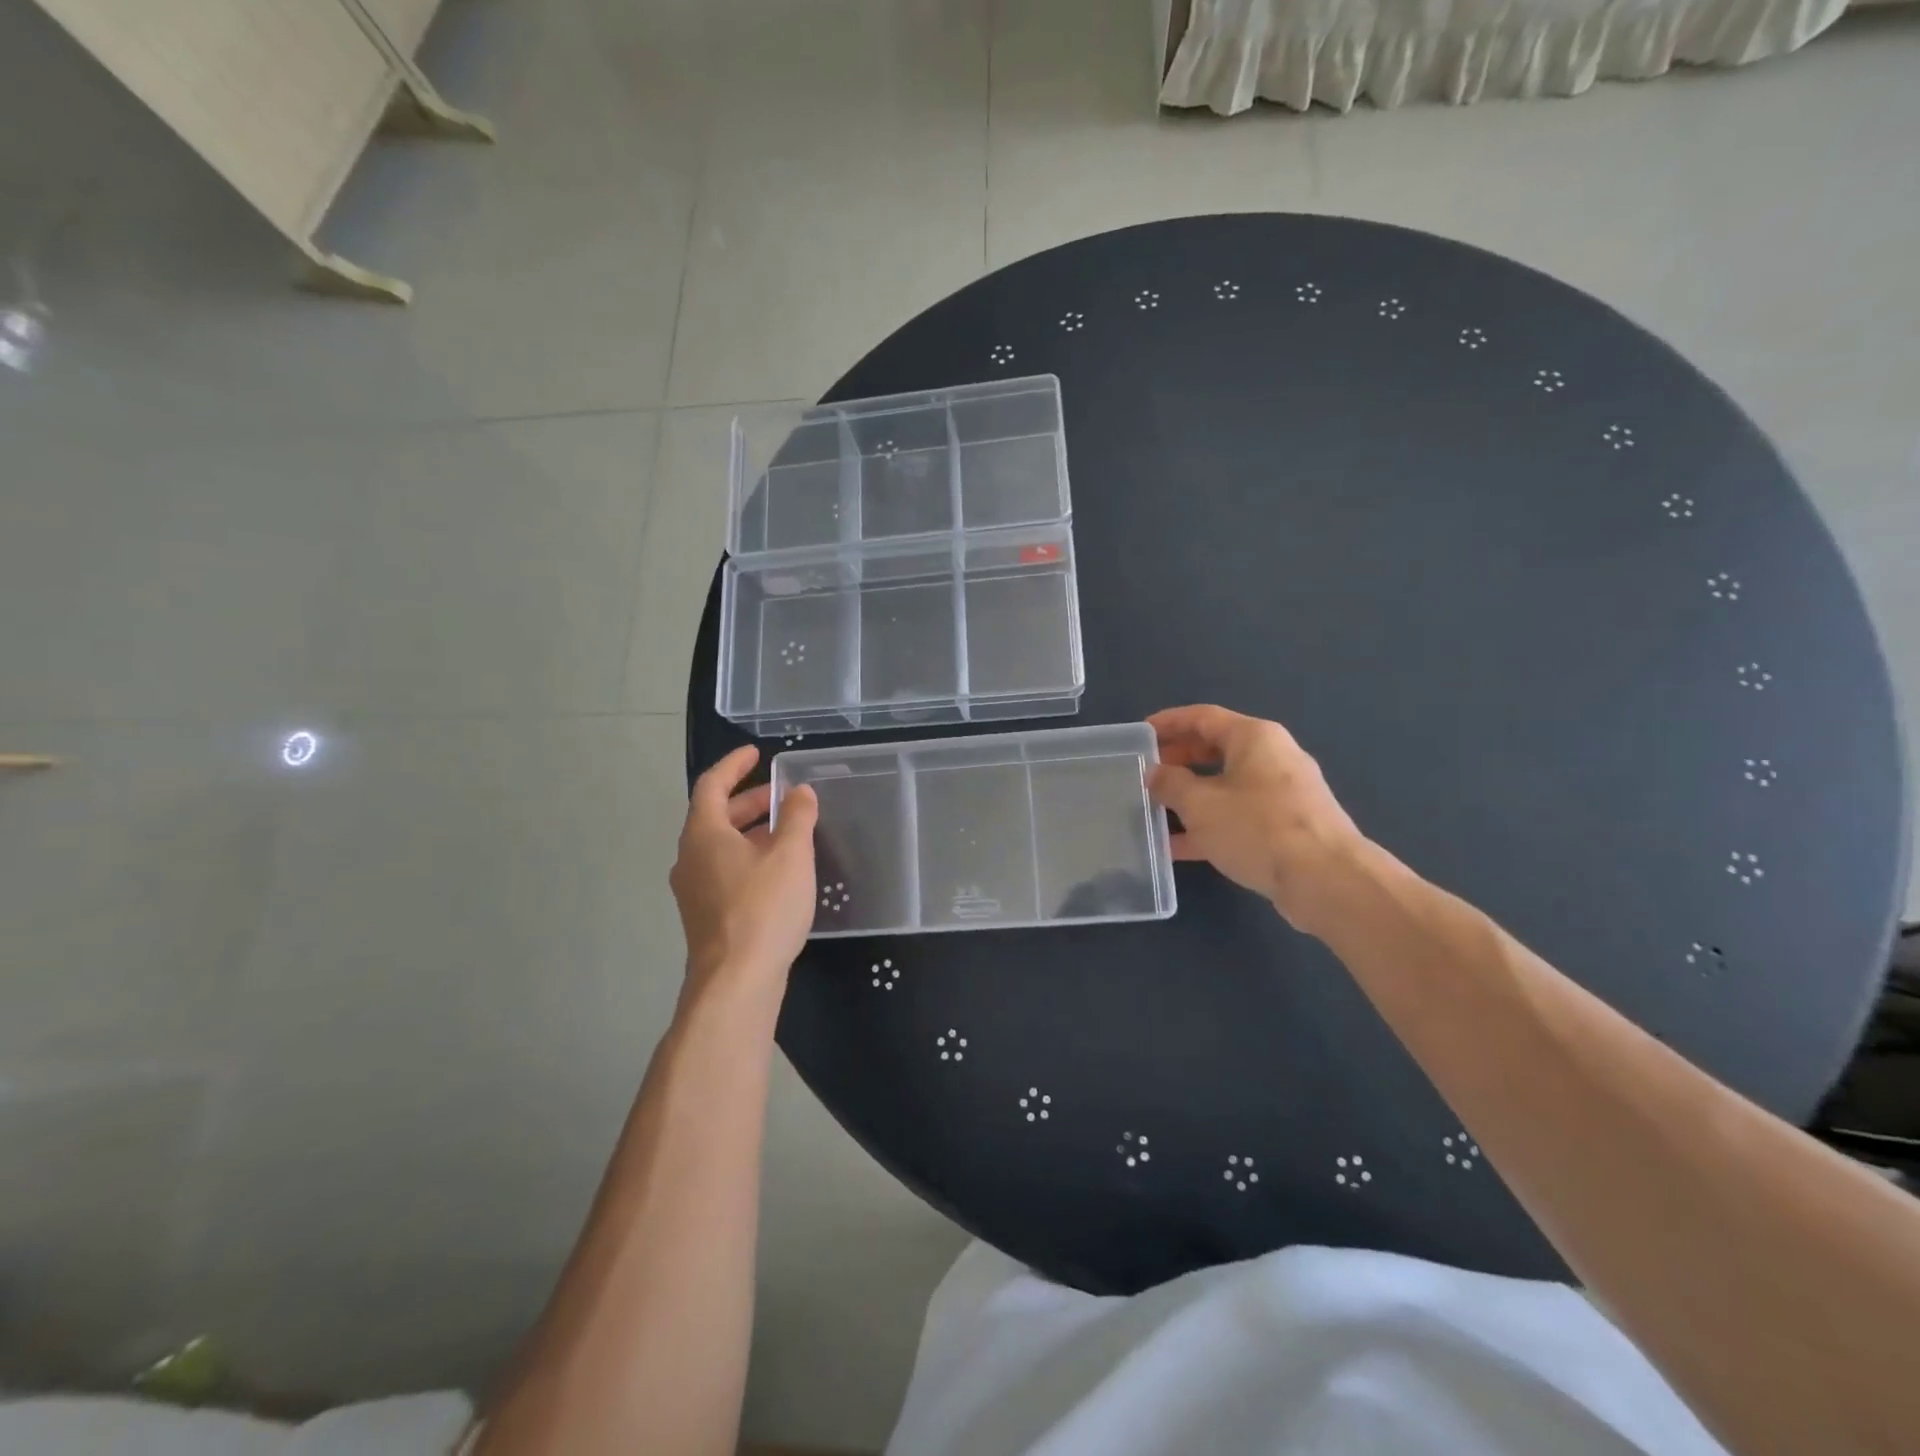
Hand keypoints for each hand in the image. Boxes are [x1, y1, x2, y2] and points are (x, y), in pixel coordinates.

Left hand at [670, 746, 819, 996]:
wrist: (736, 982)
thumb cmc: (763, 908)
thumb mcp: (790, 855)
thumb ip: (796, 817)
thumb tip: (800, 791)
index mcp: (704, 834)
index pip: (712, 785)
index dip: (734, 765)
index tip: (756, 754)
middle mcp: (690, 858)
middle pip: (716, 816)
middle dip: (750, 801)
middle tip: (783, 796)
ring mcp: (694, 890)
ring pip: (721, 846)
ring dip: (751, 832)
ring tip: (787, 832)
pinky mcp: (705, 916)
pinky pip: (724, 871)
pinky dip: (749, 858)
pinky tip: (778, 871)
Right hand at [1146, 705, 1366, 934]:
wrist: (1326, 880)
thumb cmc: (1257, 828)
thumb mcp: (1200, 804)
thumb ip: (1170, 784)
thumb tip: (1156, 773)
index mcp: (1254, 737)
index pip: (1202, 717)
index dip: (1168, 722)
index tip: (1141, 734)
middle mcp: (1273, 757)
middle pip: (1216, 749)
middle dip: (1179, 760)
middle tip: (1148, 772)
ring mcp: (1284, 793)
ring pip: (1226, 785)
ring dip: (1191, 796)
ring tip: (1156, 809)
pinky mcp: (1288, 826)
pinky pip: (1240, 815)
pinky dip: (1211, 824)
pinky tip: (1180, 847)